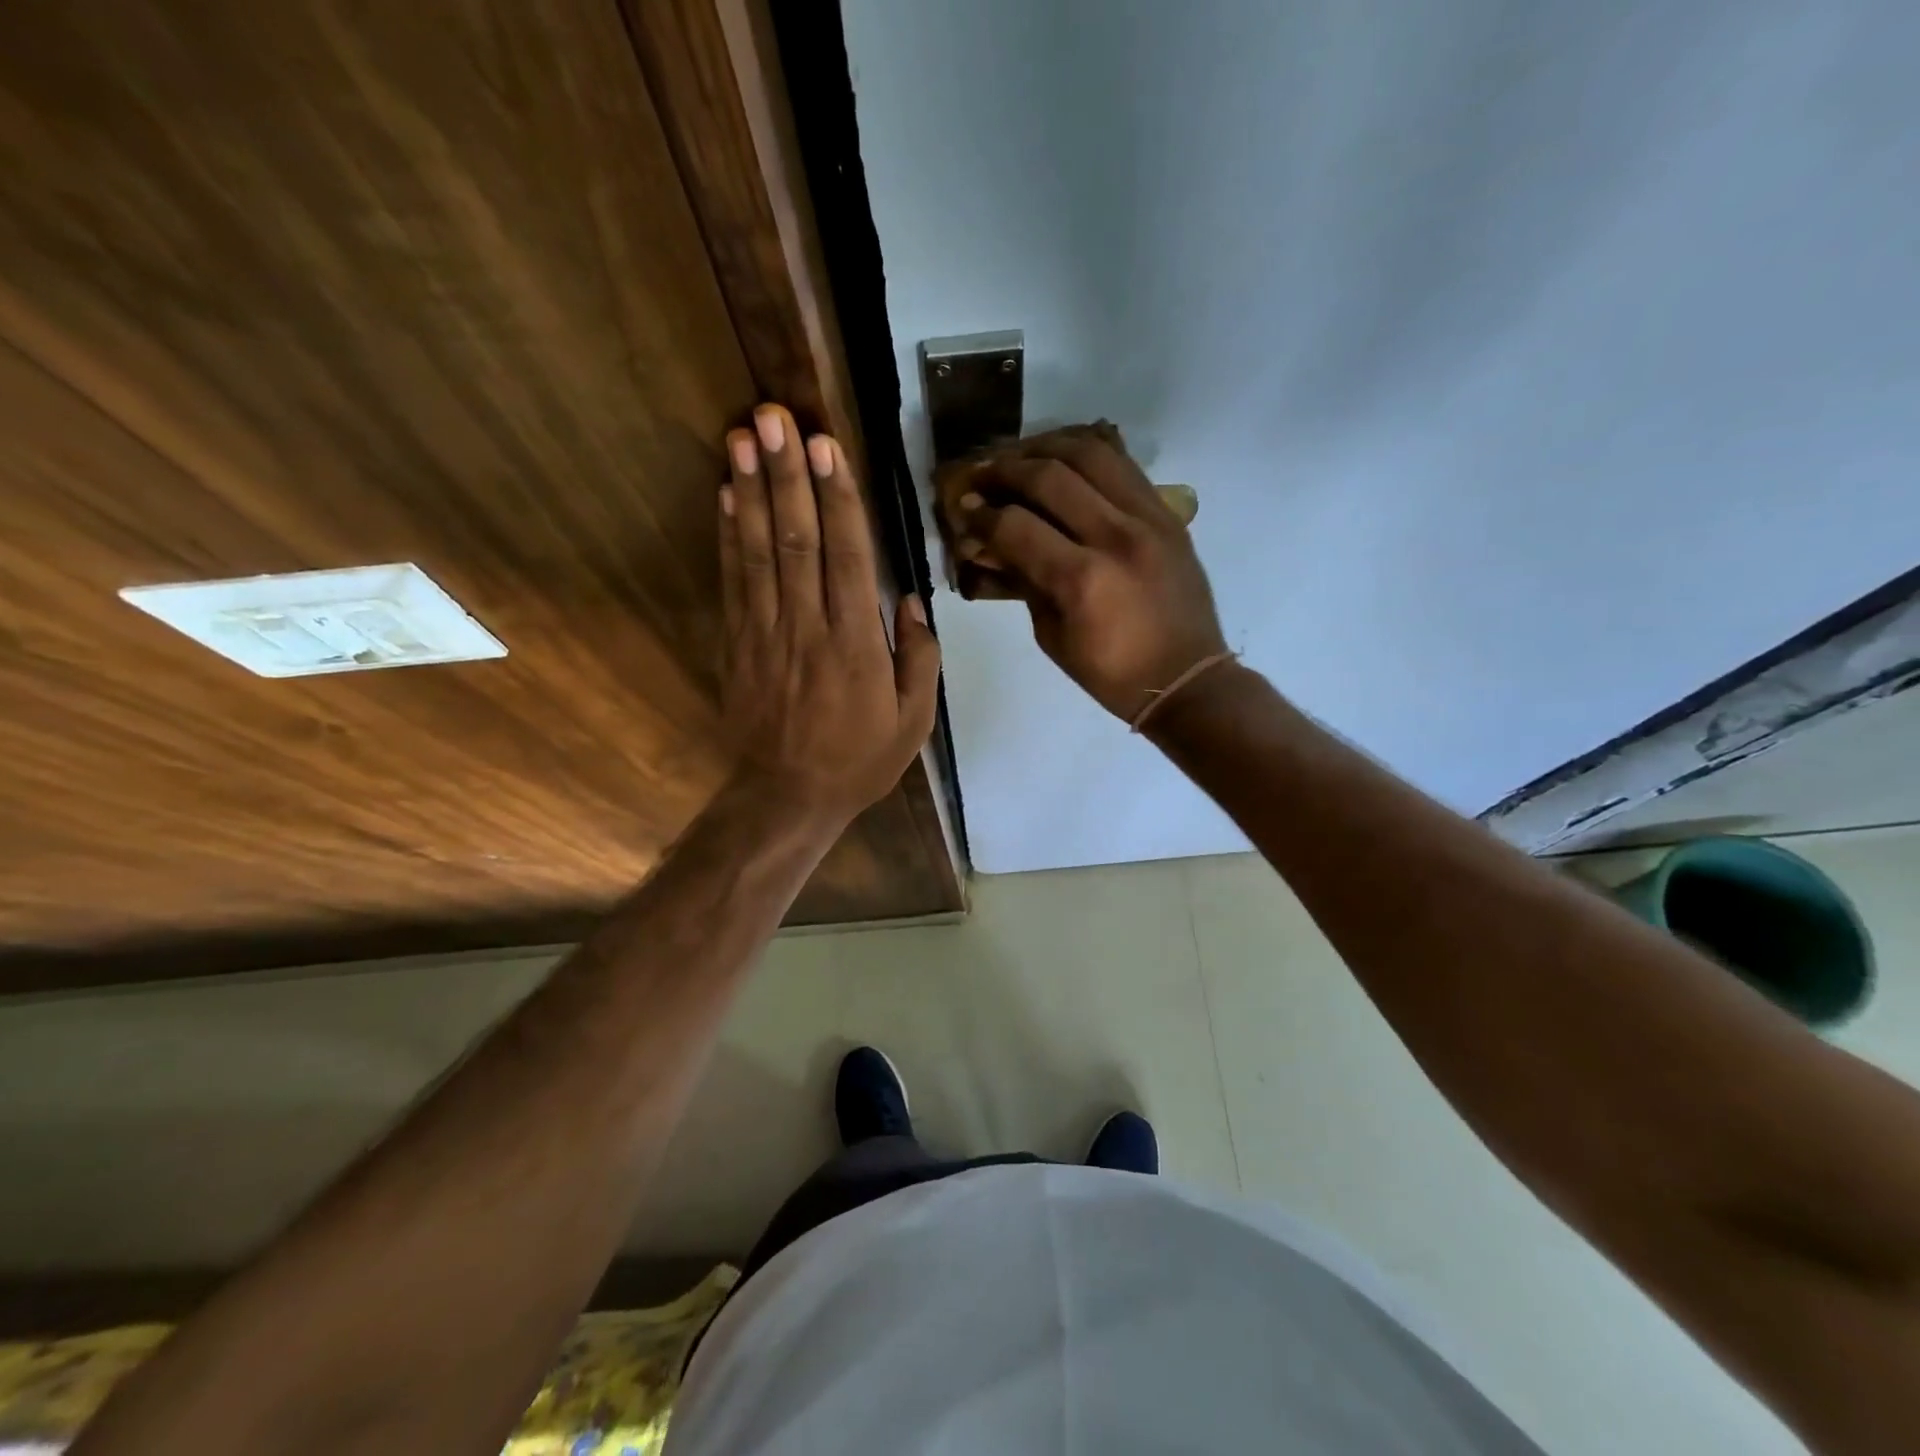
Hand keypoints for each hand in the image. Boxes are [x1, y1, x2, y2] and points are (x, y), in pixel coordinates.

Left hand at [719, 405, 940, 822]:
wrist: (787, 796)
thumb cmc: (859, 760)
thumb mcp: (913, 721)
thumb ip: (919, 658)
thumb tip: (912, 600)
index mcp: (856, 645)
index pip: (847, 558)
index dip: (837, 498)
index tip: (827, 446)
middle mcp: (808, 628)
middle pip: (797, 540)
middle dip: (787, 475)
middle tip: (774, 416)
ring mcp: (765, 633)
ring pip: (759, 552)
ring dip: (751, 491)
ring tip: (742, 436)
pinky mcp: (737, 644)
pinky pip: (732, 582)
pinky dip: (728, 536)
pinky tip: (726, 496)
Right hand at [957, 425, 1227, 722]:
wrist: (1186, 678)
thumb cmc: (1111, 673)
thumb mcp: (1052, 636)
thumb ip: (1022, 582)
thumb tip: (989, 543)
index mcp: (1082, 579)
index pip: (1016, 525)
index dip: (980, 513)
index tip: (963, 509)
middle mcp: (1116, 537)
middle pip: (1049, 475)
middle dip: (1004, 470)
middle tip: (982, 476)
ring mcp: (1148, 518)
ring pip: (1090, 452)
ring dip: (1045, 447)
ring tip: (1020, 458)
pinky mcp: (1167, 513)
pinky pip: (1123, 463)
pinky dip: (1087, 452)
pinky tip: (1063, 458)